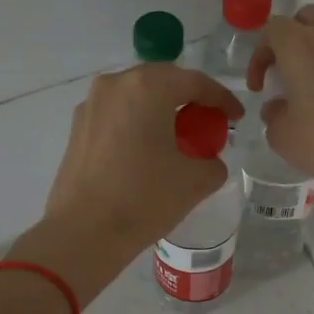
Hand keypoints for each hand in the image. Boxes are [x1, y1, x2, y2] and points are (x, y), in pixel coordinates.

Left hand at [42, 63, 243, 259]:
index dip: (221, 98)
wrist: (84, 232)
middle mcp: (115, 84)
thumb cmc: (144, 198)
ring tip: (177, 136)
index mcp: (148, 88)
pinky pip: (116, 114)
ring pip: (136, 95)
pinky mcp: (77, 128)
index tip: (236, 117)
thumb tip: (208, 161)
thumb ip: (213, 163)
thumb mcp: (195, 181)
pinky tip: (145, 150)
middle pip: (162, 81)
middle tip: (207, 122)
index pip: (195, 82)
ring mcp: (91, 104)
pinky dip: (136, 123)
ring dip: (159, 109)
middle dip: (188, 98)